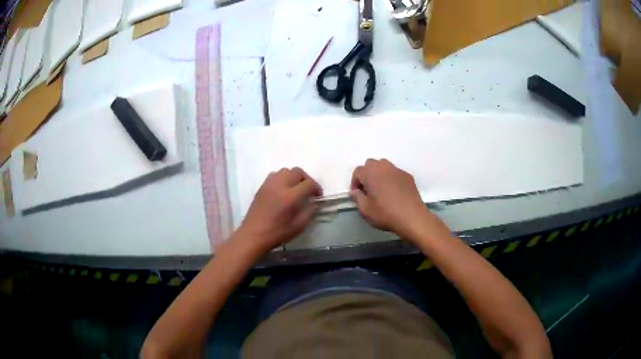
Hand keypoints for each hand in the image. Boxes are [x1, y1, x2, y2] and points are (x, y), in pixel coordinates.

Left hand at [236, 167, 321, 254]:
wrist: (254, 235)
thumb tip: (314, 202)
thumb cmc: (277, 233)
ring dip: (293, 177)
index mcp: (291, 197)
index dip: (317, 188)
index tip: (318, 196)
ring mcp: (269, 184)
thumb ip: (310, 211)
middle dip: (306, 179)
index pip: (309, 183)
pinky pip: (274, 175)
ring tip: (295, 188)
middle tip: (308, 190)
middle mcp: (280, 186)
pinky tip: (282, 190)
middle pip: (298, 172)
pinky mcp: (262, 187)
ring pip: (285, 171)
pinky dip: (282, 178)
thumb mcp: (299, 226)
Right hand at [350, 159, 446, 239]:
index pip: (358, 171)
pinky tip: (394, 192)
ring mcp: (397, 170)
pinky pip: (395, 173)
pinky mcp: (407, 176)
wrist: (412, 217)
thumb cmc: (386, 214)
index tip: (357, 194)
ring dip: (379, 174)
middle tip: (368, 190)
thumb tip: (355, 191)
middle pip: (370, 164)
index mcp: (371, 173)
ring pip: (384, 166)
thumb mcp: (366, 210)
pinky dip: (391, 178)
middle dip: (366, 174)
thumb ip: (357, 197)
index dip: (355, 183)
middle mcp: (383, 167)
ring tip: (380, 189)